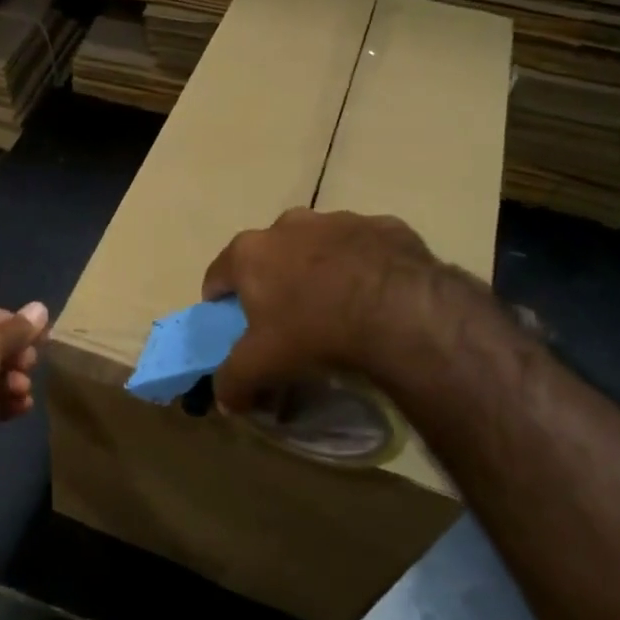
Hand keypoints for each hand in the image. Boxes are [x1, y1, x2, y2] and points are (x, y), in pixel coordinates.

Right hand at [202, 208, 453, 411]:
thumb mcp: (260, 368)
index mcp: (250, 252)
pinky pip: (365, 249)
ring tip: (339, 310)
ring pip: (318, 247)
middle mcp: (289, 224)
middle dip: (274, 285)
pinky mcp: (384, 226)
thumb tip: (225, 399)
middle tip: (290, 322)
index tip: (236, 329)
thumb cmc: (314, 333)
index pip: (217, 277)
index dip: (222, 306)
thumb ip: (231, 383)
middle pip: (269, 257)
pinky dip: (364, 268)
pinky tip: (377, 300)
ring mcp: (340, 219)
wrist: (402, 313)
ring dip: (320, 272)